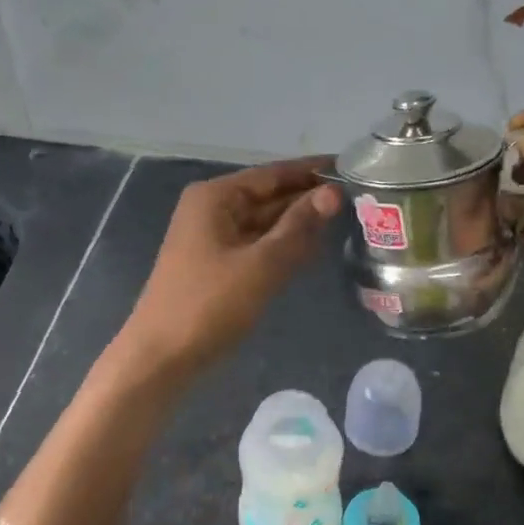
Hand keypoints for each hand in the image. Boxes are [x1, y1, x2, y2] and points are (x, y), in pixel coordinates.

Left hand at [121, 158, 341, 375]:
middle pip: (270, 196)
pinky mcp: (219, 265)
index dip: (313, 171)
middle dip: (309, 199)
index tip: (352, 168)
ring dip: (300, 224)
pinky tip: (314, 250)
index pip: (274, 174)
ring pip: (266, 223)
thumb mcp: (262, 264)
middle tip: (360, 199)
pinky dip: (284, 246)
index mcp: (216, 197)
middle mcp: (213, 209)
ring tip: (347, 221)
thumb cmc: (210, 304)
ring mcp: (214, 239)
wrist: (162, 356)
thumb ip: (299, 226)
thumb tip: (334, 193)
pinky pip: (258, 246)